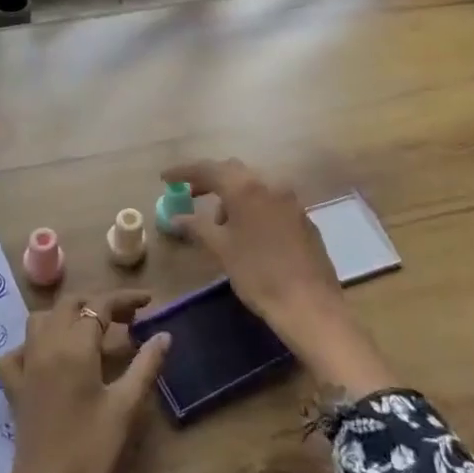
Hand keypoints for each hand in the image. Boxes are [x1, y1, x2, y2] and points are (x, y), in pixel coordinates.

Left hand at [0, 289, 170, 472]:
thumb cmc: (94, 453)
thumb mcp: (127, 408)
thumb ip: (146, 365)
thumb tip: (164, 335)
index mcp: (73, 347)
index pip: (99, 306)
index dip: (125, 299)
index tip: (149, 302)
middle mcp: (44, 348)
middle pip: (69, 305)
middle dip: (97, 304)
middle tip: (126, 319)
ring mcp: (25, 368)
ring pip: (41, 321)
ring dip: (67, 316)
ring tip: (92, 332)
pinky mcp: (14, 390)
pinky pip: (16, 353)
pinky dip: (33, 345)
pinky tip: (49, 359)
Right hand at [162, 158, 394, 397]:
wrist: (309, 304)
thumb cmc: (258, 274)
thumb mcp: (221, 249)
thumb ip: (196, 226)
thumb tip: (175, 217)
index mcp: (246, 188)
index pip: (208, 168)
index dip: (184, 171)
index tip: (165, 178)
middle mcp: (270, 184)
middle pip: (233, 171)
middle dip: (209, 181)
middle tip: (189, 195)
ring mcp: (290, 199)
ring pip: (253, 185)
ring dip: (231, 195)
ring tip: (217, 223)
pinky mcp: (302, 216)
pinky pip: (270, 200)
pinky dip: (251, 206)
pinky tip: (246, 231)